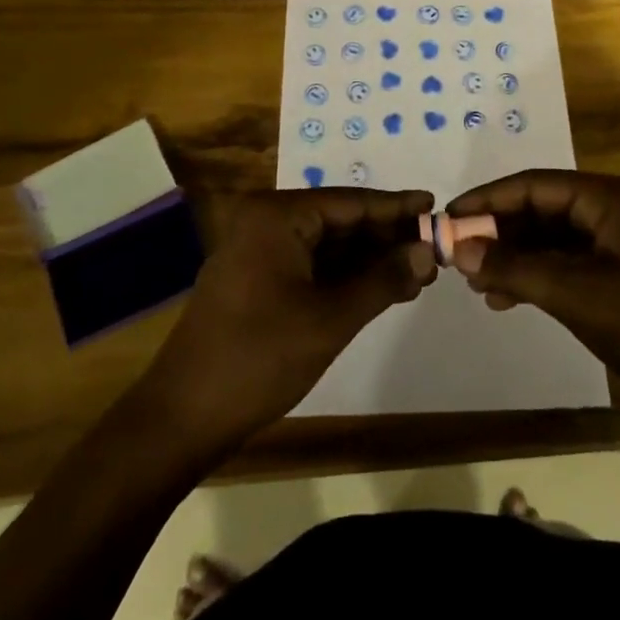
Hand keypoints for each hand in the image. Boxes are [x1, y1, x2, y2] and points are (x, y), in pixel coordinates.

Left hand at [140, 188, 435, 448]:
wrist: (182, 417)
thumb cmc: (259, 358)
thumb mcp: (330, 319)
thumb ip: (382, 280)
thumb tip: (426, 252)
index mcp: (277, 216)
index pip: (351, 202)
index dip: (396, 207)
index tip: (436, 206)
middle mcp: (266, 222)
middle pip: (340, 221)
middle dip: (386, 238)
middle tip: (434, 251)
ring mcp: (258, 251)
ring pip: (327, 245)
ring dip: (369, 260)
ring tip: (417, 274)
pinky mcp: (256, 280)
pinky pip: (310, 265)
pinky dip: (344, 277)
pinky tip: (380, 289)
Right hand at [447, 171, 619, 411]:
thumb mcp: (576, 295)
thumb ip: (515, 268)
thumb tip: (460, 250)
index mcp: (609, 198)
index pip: (534, 185)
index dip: (488, 199)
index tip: (449, 218)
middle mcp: (611, 209)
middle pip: (540, 209)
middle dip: (498, 231)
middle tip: (458, 255)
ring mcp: (616, 242)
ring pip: (549, 238)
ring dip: (513, 257)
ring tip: (477, 284)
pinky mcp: (617, 272)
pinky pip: (565, 262)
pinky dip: (535, 276)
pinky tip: (506, 299)